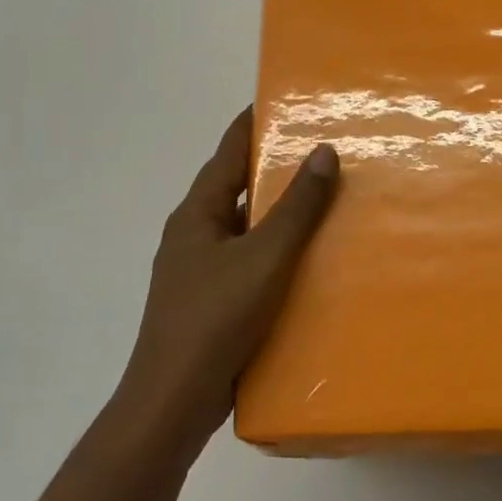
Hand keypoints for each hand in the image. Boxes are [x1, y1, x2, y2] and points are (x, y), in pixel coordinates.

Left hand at [118, 108, 339, 454]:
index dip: (254, 123)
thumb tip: (323, 151)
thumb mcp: (264, 256)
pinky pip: (251, 262)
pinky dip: (278, 252)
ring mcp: (201, 271)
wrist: (174, 401)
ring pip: (247, 228)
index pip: (228, 152)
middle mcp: (194, 235)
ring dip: (281, 214)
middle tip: (325, 149)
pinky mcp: (213, 302)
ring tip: (328, 201)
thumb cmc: (215, 318)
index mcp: (196, 214)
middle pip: (238, 188)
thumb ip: (297, 206)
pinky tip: (311, 260)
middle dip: (277, 168)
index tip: (287, 99)